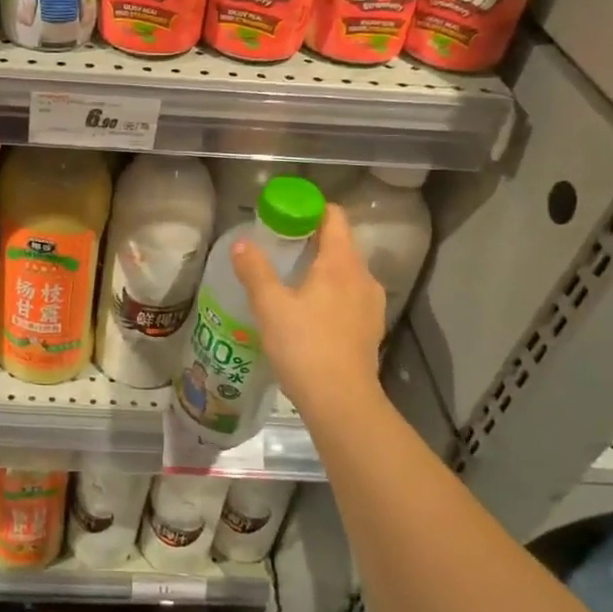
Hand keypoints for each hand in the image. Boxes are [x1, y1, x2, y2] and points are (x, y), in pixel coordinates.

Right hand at [231, 204, 384, 419]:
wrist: (341, 401)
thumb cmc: (304, 346)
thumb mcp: (269, 305)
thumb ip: (255, 270)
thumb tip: (241, 243)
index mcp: (341, 263)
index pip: (334, 217)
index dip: (310, 210)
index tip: (285, 216)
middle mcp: (363, 277)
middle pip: (341, 244)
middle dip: (312, 240)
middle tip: (280, 249)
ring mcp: (371, 304)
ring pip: (347, 273)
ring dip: (323, 269)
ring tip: (293, 282)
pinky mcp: (371, 329)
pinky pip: (351, 297)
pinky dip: (332, 294)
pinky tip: (311, 313)